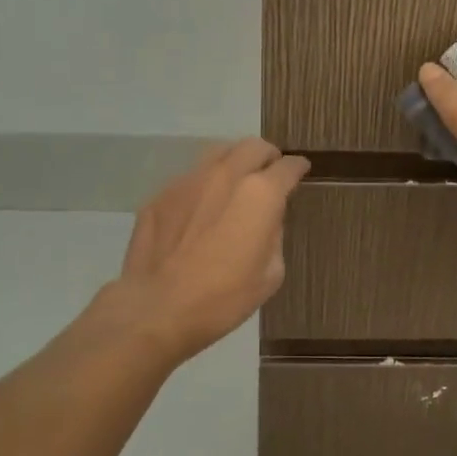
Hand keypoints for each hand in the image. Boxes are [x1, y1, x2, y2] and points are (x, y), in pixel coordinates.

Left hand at [105, 138, 309, 363]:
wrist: (156, 309)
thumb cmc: (223, 299)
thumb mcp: (270, 275)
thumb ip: (274, 236)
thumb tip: (267, 219)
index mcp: (260, 194)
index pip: (287, 167)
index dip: (297, 168)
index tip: (300, 171)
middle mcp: (226, 176)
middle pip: (253, 146)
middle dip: (267, 156)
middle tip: (270, 172)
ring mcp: (189, 181)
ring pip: (219, 153)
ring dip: (234, 162)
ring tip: (236, 182)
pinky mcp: (161, 195)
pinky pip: (190, 178)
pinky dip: (203, 185)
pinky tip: (200, 210)